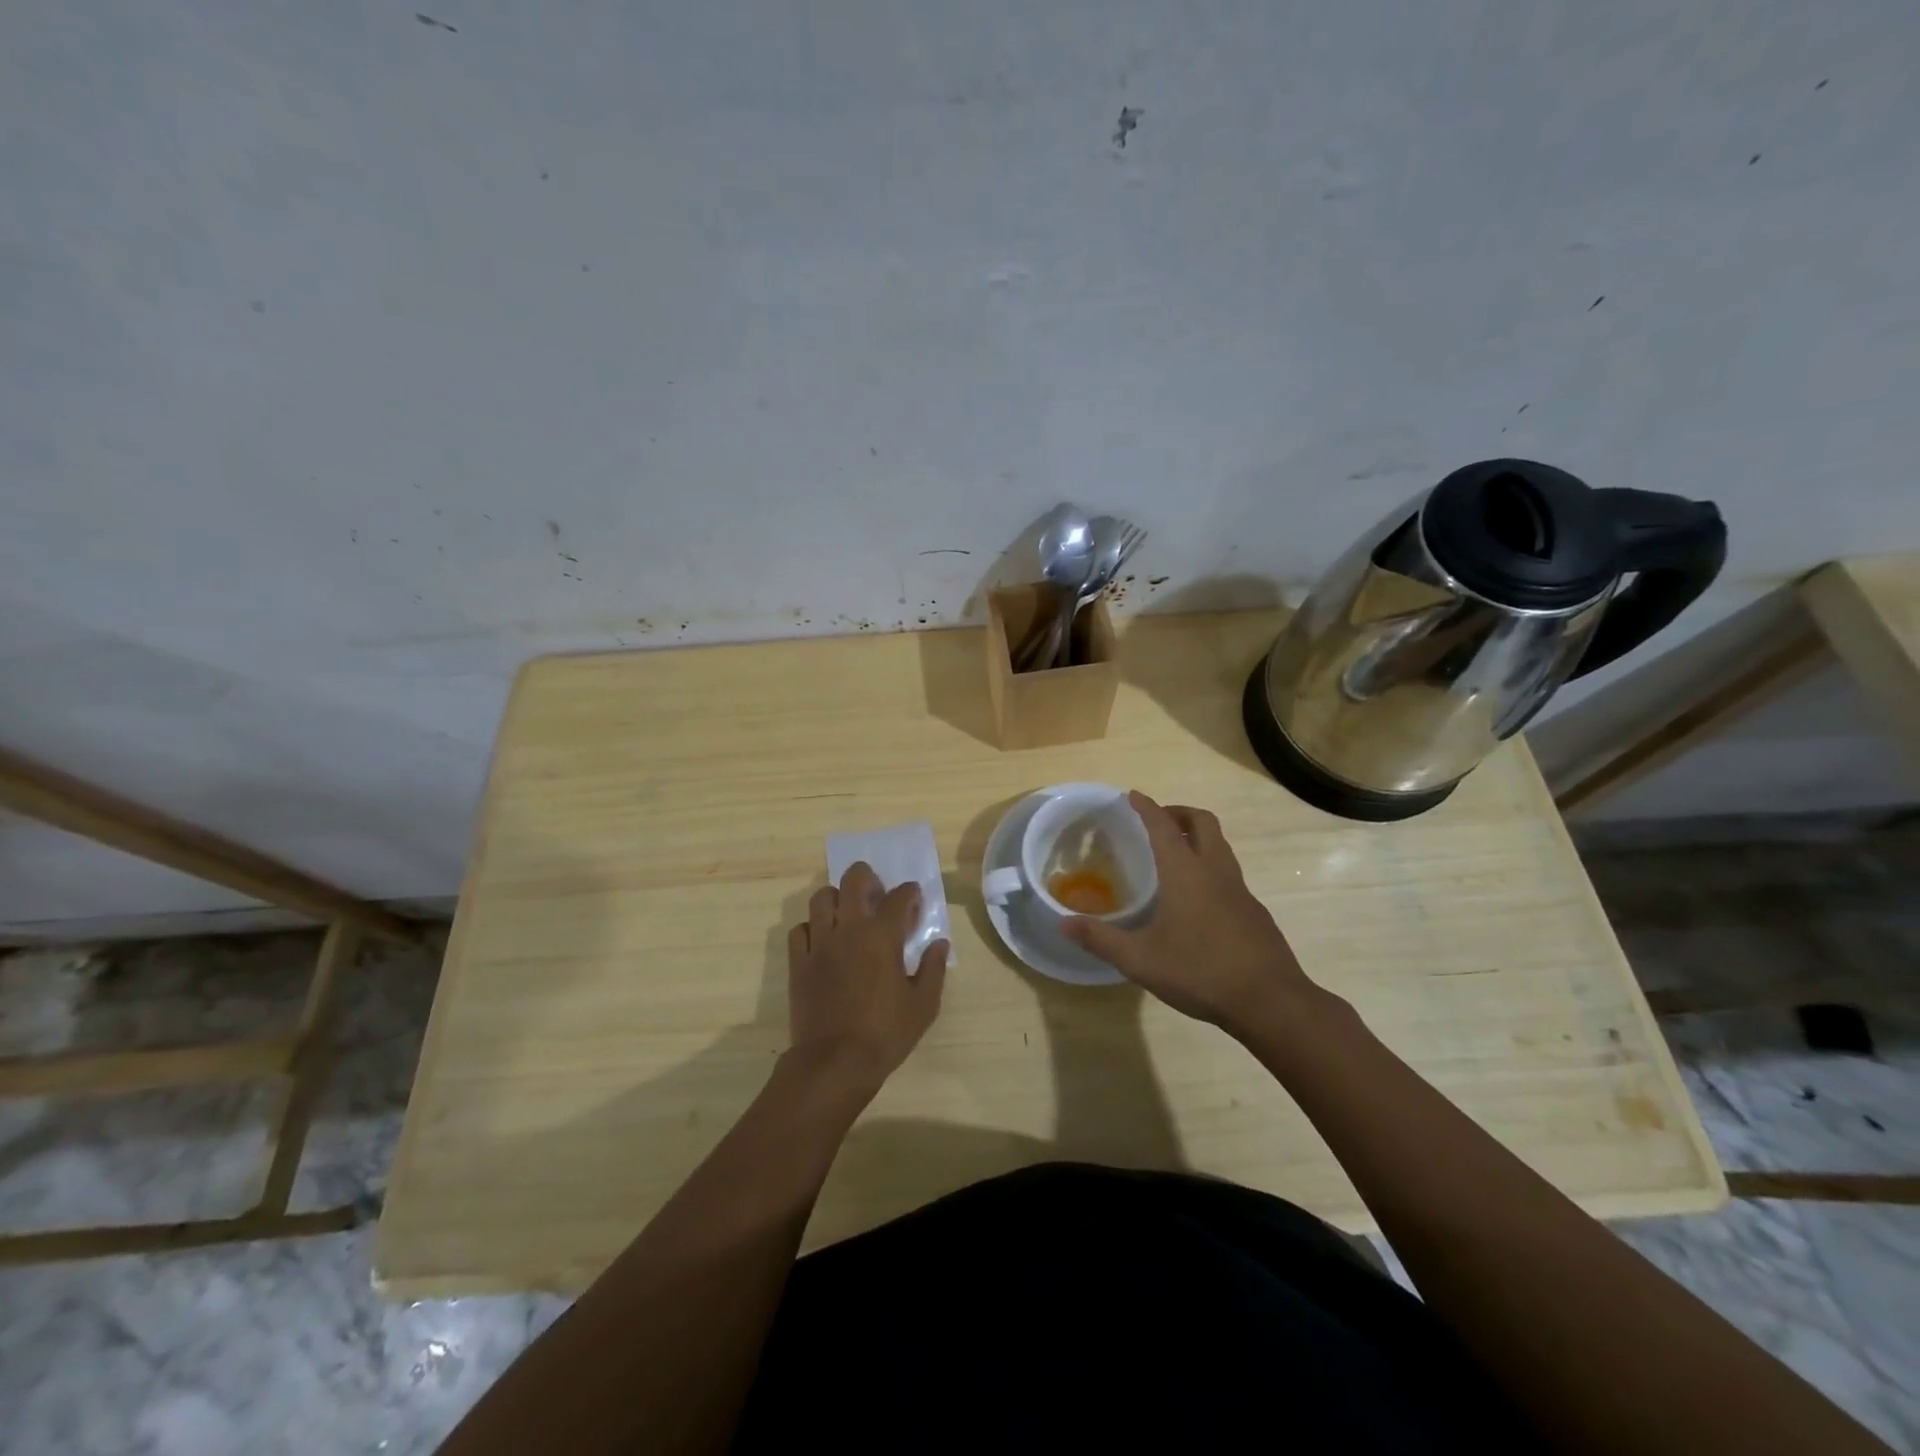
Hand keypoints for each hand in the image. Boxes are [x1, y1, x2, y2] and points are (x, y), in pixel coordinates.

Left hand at [786, 862, 947, 1094]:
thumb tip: (939, 943)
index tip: (915, 900)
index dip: (911, 893)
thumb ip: (933, 969)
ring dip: (837, 898)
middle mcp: (849, 929)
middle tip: (877, 894)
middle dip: (868, 878)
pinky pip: (800, 929)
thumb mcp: (923, 1005)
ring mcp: (819, 943)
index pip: (899, 896)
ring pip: (821, 898)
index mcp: (882, 936)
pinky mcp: (799, 961)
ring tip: (847, 914)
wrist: (835, 1063)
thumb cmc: (885, 1033)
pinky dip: (812, 928)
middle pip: (853, 880)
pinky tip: (823, 941)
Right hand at [1063, 792, 1313, 1034]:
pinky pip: (1228, 872)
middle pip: (1202, 822)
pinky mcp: (1254, 911)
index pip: (1163, 826)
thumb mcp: (1140, 960)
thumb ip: (1100, 939)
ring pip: (1220, 846)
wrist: (1270, 1001)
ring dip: (1197, 837)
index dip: (1147, 807)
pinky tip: (1197, 899)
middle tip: (1157, 822)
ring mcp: (1240, 890)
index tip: (1133, 795)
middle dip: (1178, 813)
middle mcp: (1215, 871)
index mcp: (1186, 872)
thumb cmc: (1200, 971)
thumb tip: (1063, 923)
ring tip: (1174, 855)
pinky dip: (1210, 866)